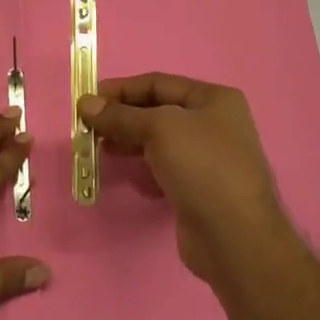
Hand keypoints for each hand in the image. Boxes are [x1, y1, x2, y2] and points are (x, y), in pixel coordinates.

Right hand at [79, 73, 296, 285]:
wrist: (234, 236)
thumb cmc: (202, 167)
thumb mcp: (159, 129)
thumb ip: (120, 116)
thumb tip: (85, 103)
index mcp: (214, 99)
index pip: (159, 83)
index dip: (121, 89)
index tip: (87, 101)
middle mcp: (214, 123)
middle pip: (157, 111)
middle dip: (122, 117)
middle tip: (88, 129)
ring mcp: (208, 158)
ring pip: (158, 141)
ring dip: (128, 142)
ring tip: (100, 150)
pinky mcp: (198, 188)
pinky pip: (163, 168)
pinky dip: (143, 167)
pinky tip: (126, 176)